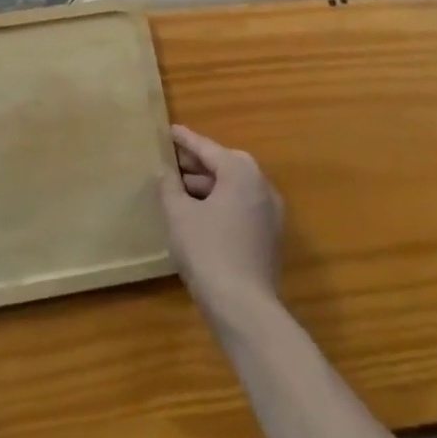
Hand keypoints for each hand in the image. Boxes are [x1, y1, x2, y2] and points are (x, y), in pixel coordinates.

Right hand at [159, 126, 285, 321]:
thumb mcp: (178, 214)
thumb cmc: (207, 250)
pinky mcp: (269, 235)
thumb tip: (166, 172)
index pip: (206, 148)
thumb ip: (169, 186)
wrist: (244, 307)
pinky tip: (198, 213)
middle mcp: (261, 185)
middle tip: (169, 159)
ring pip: (233, 187)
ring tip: (178, 188)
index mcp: (241, 171)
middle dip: (196, 163)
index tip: (168, 130)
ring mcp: (270, 211)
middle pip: (223, 165)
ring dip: (207, 185)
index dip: (184, 140)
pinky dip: (220, 203)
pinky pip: (240, 207)